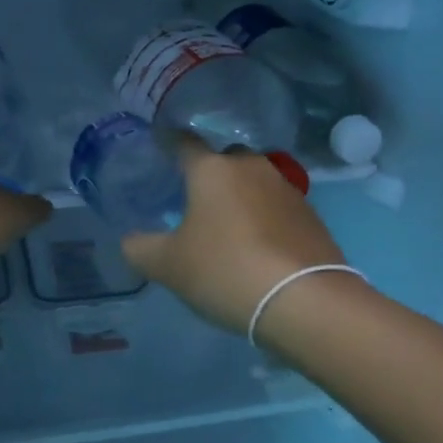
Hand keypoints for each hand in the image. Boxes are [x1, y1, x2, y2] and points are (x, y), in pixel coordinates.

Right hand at [121, 136, 349, 334]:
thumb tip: (131, 240)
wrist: (306, 300)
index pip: (183, 142)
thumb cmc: (226, 270)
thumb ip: (140, 248)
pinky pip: (276, 206)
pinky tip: (257, 244)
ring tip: (226, 223)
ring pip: (254, 181)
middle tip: (193, 196)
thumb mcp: (168, 266)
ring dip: (240, 195)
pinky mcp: (311, 215)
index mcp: (211, 169)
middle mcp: (251, 167)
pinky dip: (263, 217)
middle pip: (224, 158)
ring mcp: (286, 189)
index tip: (158, 143)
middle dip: (209, 170)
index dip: (168, 141)